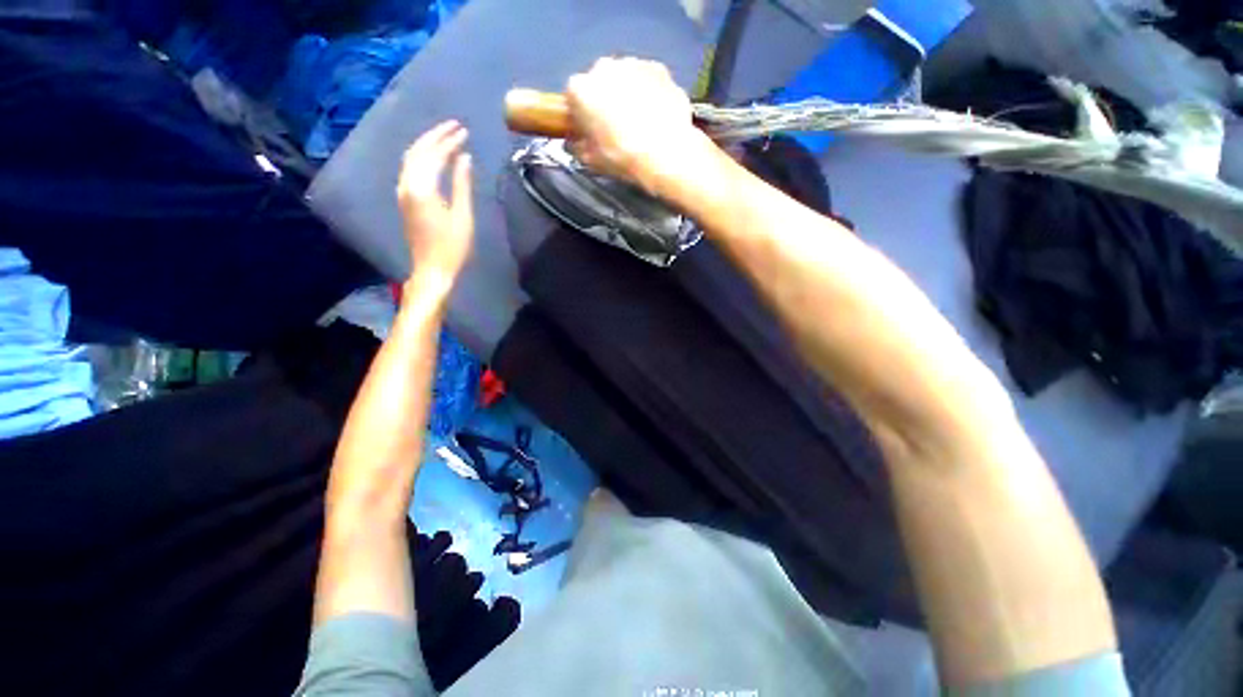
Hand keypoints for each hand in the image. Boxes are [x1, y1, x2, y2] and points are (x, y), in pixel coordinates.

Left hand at [397, 120, 473, 293]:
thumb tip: (464, 158)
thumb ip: (462, 185)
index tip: (464, 131)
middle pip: (418, 151)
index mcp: (423, 188)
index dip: (449, 141)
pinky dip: (422, 157)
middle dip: (436, 136)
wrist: (431, 269)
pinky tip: (433, 157)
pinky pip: (410, 169)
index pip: (435, 155)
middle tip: (454, 127)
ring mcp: (403, 192)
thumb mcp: (463, 216)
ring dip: (427, 145)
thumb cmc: (452, 247)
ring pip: (411, 159)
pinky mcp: (405, 199)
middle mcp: (407, 185)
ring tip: (445, 137)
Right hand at [565, 58, 715, 194]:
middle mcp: (604, 67)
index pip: (573, 98)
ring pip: (625, 79)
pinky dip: (650, 94)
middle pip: (599, 83)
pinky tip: (655, 117)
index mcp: (581, 89)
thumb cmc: (622, 158)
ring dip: (628, 95)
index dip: (581, 116)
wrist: (664, 155)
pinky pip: (648, 80)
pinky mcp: (659, 69)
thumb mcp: (591, 161)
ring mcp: (634, 64)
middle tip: (615, 128)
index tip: (589, 131)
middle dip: (605, 101)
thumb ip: (579, 147)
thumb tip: (578, 143)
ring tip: (639, 124)